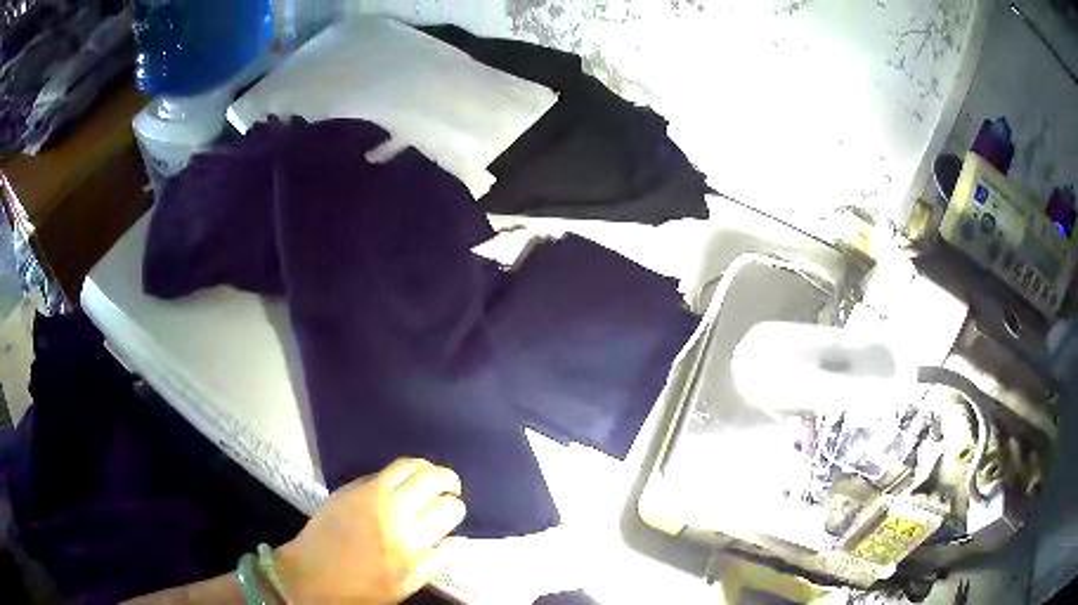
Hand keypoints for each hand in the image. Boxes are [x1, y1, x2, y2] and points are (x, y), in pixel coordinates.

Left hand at [275, 458, 466, 603]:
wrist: (311, 574)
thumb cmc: (361, 589)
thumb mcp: (406, 585)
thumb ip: (434, 561)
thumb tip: (457, 539)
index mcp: (411, 542)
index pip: (450, 509)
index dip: (456, 508)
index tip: (451, 514)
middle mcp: (394, 511)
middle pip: (434, 479)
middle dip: (449, 481)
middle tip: (450, 490)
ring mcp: (370, 494)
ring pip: (410, 465)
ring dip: (427, 469)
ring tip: (430, 479)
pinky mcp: (352, 487)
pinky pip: (385, 470)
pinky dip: (402, 472)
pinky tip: (402, 483)